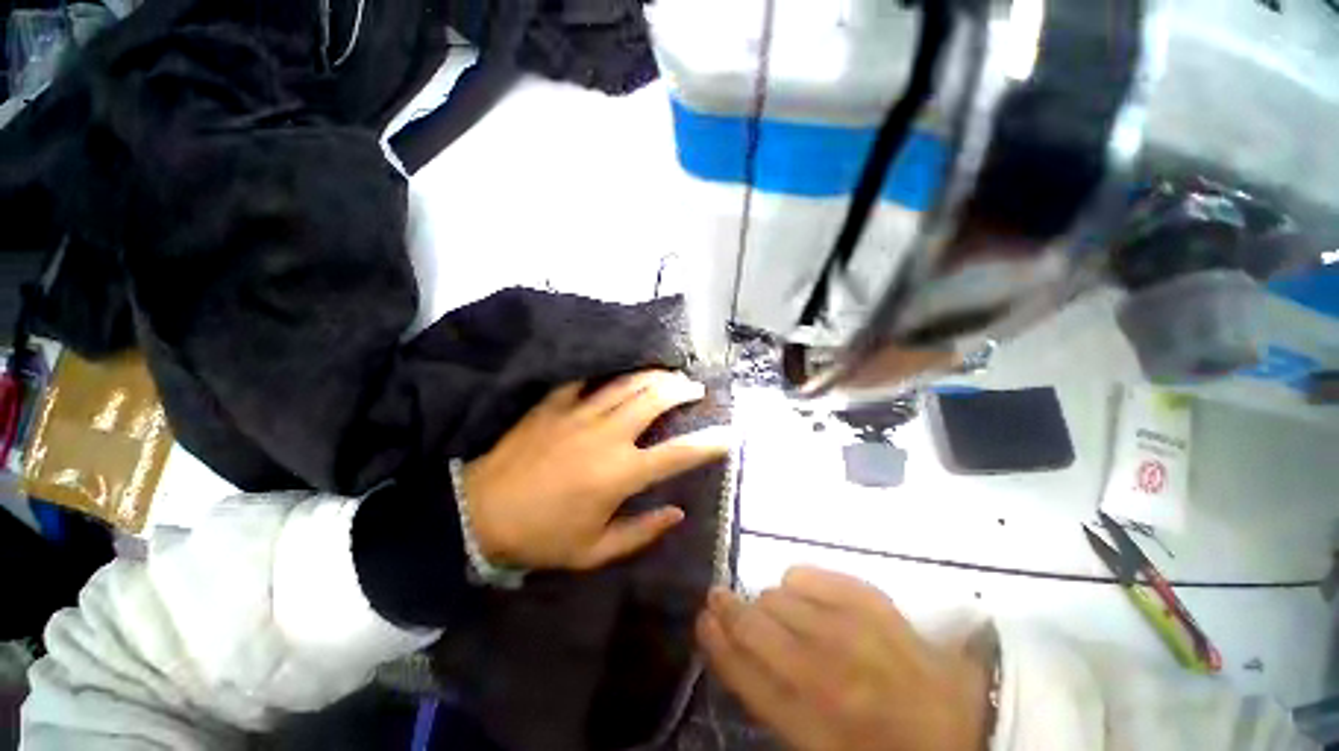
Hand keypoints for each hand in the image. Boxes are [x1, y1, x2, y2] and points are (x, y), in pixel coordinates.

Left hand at [462, 370, 731, 570]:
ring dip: (654, 375)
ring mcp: (580, 413)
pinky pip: (587, 380)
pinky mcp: (555, 403)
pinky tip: (617, 373)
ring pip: (628, 383)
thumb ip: (641, 531)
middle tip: (695, 388)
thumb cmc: (541, 536)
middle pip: (655, 399)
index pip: (678, 453)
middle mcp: (608, 435)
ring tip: (669, 373)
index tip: (729, 434)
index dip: (709, 443)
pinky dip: (607, 374)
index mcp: (621, 473)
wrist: (479, 513)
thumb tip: (677, 514)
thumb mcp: (595, 550)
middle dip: (682, 389)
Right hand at [697, 568, 991, 750]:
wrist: (958, 721)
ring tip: (780, 616)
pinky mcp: (869, 599)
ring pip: (776, 595)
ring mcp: (851, 629)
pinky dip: (796, 584)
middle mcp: (828, 672)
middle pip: (755, 624)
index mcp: (814, 725)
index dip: (716, 641)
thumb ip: (772, 700)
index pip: (744, 672)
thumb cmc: (880, 742)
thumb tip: (734, 646)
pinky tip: (805, 599)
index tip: (703, 619)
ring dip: (768, 605)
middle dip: (728, 608)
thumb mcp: (818, 744)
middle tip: (721, 599)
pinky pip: (805, 574)